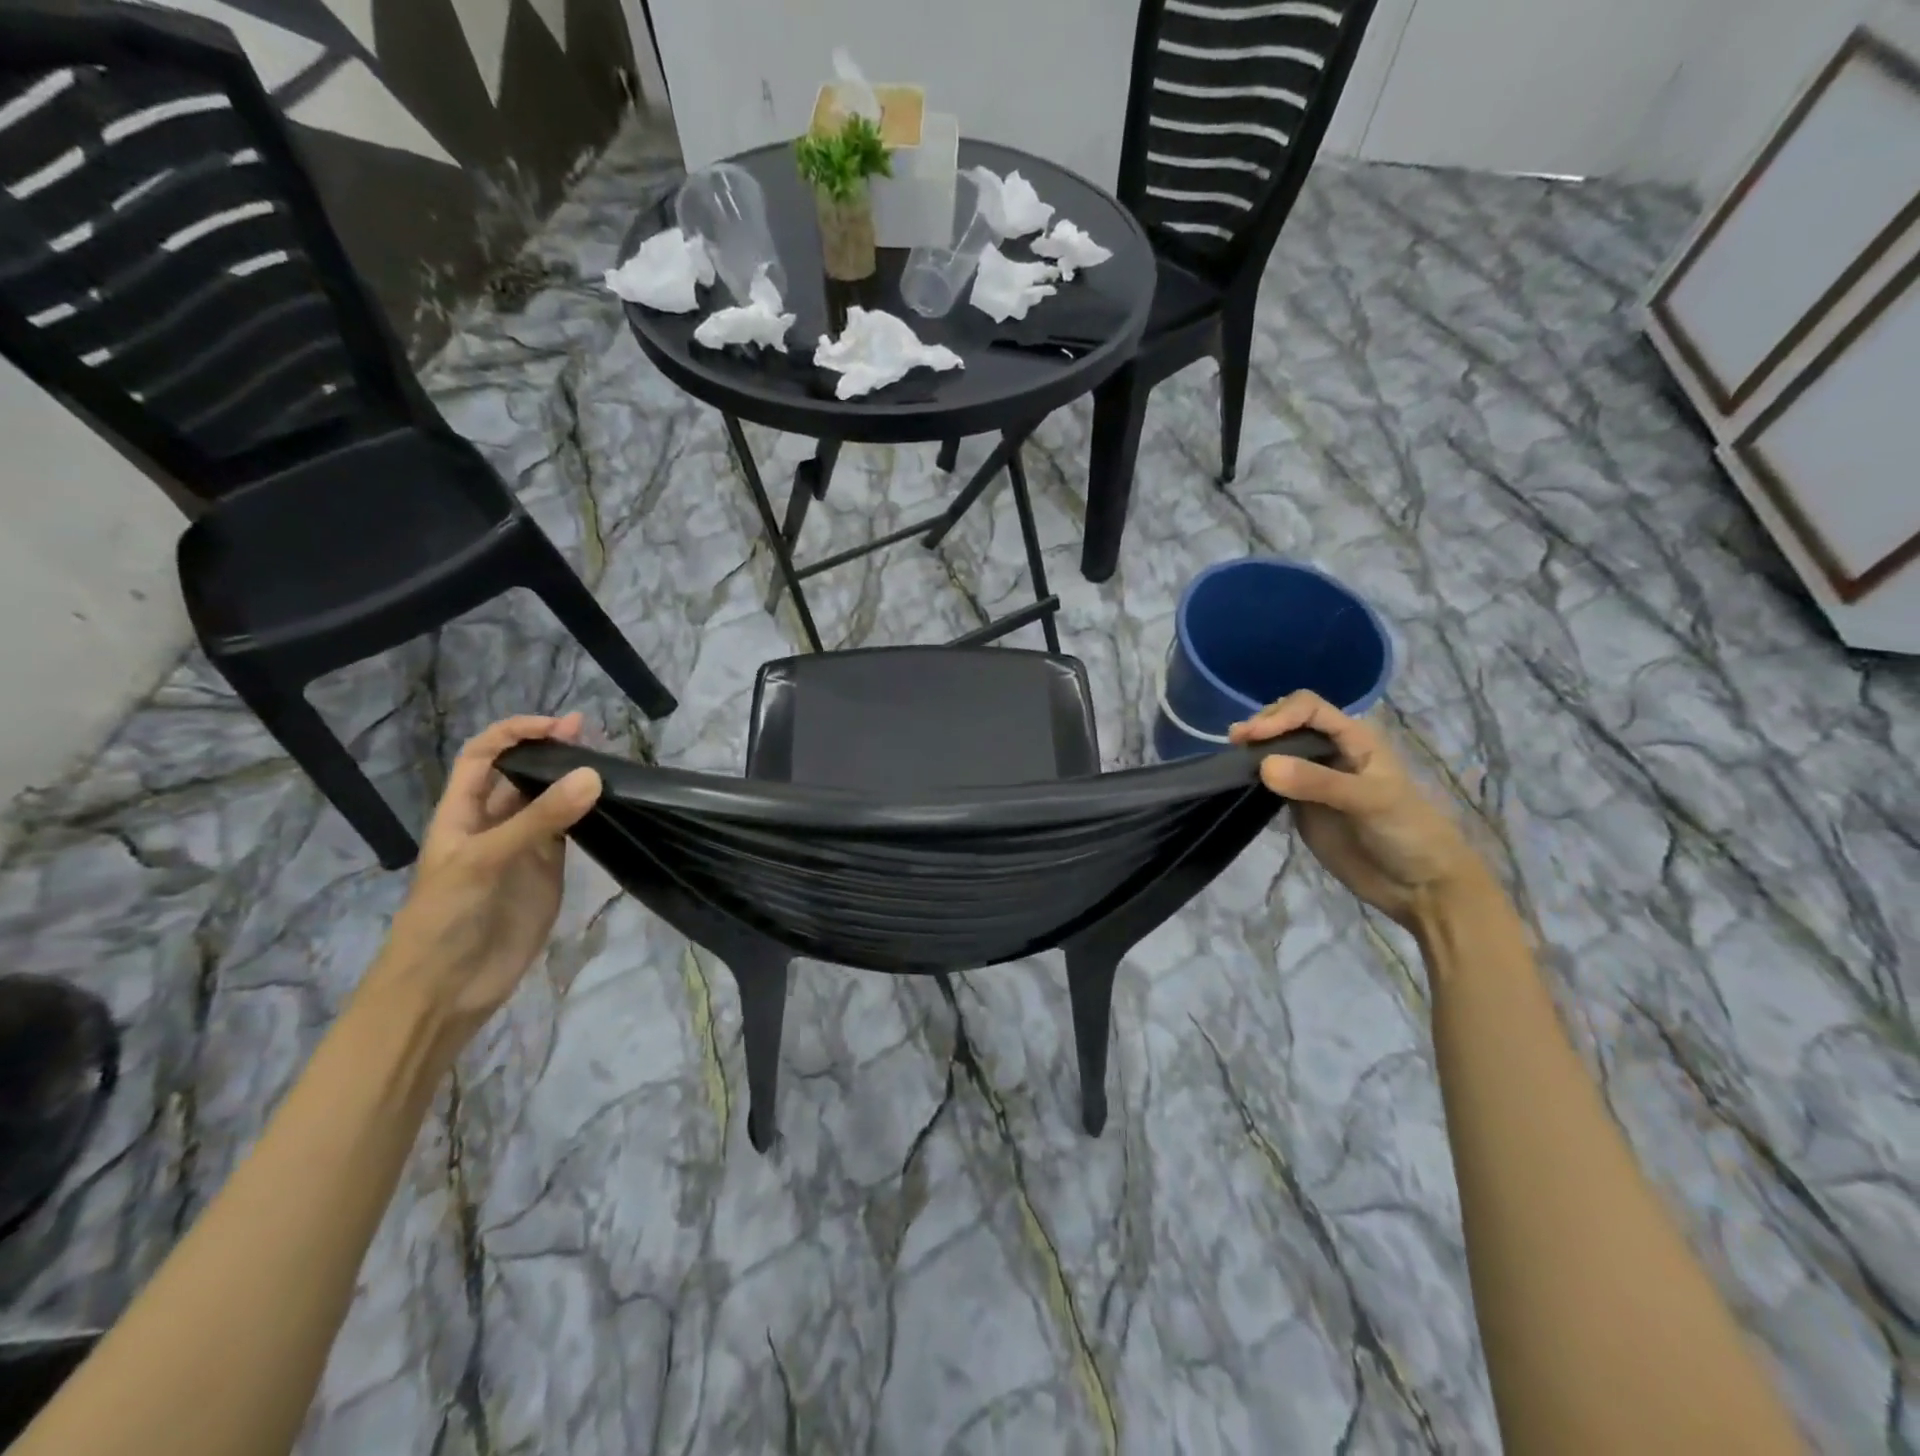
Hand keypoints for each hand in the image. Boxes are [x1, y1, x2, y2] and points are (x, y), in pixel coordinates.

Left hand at [360, 714, 601, 1053]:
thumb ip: (539, 820)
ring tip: (609, 763)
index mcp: (462, 813)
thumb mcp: (485, 861)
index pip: (484, 756)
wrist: (446, 990)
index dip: (514, 733)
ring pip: (551, 802)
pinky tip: (610, 804)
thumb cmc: (446, 918)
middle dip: (551, 750)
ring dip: (573, 781)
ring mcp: (523, 848)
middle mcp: (493, 823)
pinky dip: (589, 815)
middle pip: (521, 774)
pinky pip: (570, 833)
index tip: (557, 726)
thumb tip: (593, 775)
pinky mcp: (548, 872)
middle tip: (593, 735)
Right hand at [1229, 692, 1486, 927]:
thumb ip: (1318, 782)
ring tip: (1232, 760)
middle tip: (1236, 745)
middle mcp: (1331, 751)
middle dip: (1261, 726)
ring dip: (1254, 750)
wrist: (1418, 886)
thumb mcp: (1370, 801)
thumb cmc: (1407, 832)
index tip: (1252, 737)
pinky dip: (1254, 777)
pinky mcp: (1300, 805)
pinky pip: (1272, 782)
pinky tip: (1240, 782)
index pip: (1308, 707)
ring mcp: (1313, 778)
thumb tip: (1263, 765)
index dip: (1278, 715)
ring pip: (1277, 750)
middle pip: (1287, 722)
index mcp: (1354, 738)